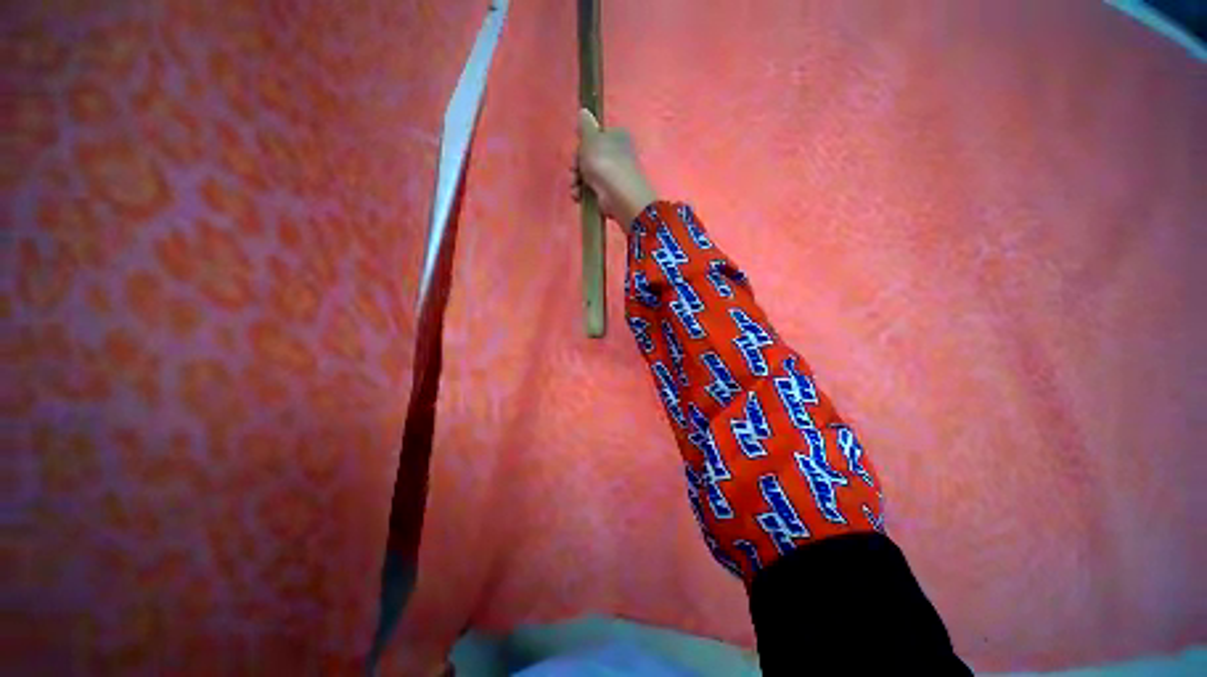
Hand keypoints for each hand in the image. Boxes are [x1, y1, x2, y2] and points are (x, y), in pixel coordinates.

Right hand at [572, 109, 656, 230]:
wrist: (618, 195)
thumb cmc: (604, 162)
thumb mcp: (591, 138)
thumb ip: (585, 125)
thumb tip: (584, 112)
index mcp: (617, 137)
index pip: (595, 137)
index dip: (582, 145)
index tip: (575, 151)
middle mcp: (617, 155)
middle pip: (589, 158)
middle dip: (576, 166)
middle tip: (573, 170)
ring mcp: (614, 176)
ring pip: (588, 175)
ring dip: (576, 181)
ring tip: (575, 187)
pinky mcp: (609, 194)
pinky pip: (591, 191)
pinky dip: (583, 194)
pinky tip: (578, 197)